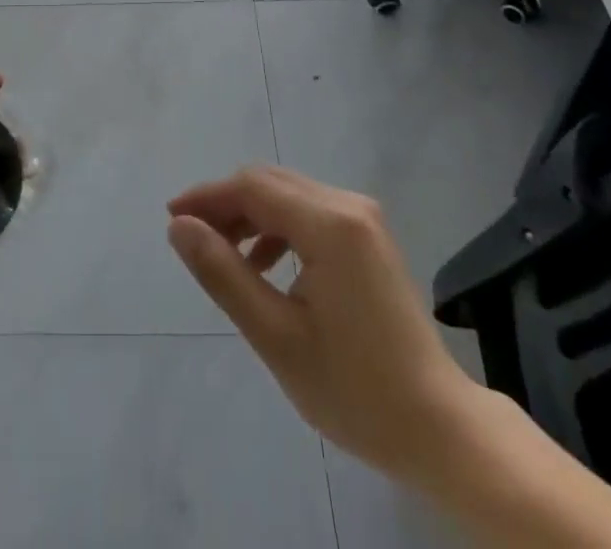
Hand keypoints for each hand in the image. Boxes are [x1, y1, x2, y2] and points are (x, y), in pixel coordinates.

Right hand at [166, 165, 477, 482]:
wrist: (439, 428)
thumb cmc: (355, 389)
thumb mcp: (276, 336)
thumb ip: (224, 274)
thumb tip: (179, 227)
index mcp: (330, 224)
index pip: (253, 188)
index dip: (208, 197)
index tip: (171, 218)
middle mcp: (349, 205)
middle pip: (270, 183)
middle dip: (226, 204)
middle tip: (192, 238)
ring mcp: (364, 219)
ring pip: (289, 195)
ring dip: (251, 215)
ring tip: (223, 256)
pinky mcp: (369, 236)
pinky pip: (310, 212)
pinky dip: (278, 227)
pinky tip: (264, 265)